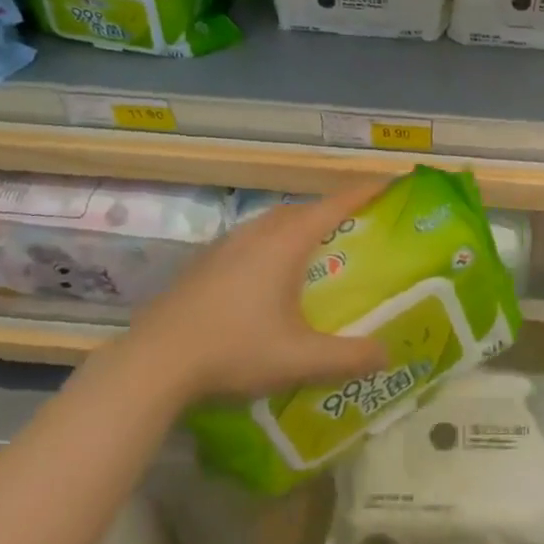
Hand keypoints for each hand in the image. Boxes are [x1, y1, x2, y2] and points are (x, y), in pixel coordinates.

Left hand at [133, 181, 388, 400]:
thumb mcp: (300, 359)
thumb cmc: (234, 350)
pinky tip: (267, 275)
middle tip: (358, 224)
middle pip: (304, 209)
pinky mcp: (204, 262)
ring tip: (316, 247)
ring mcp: (226, 245)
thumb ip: (349, 357)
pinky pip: (251, 239)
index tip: (390, 181)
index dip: (365, 190)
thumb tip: (388, 354)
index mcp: (286, 242)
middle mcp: (257, 233)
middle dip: (333, 210)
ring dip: (299, 225)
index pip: (335, 204)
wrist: (154, 362)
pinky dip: (273, 243)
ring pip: (273, 222)